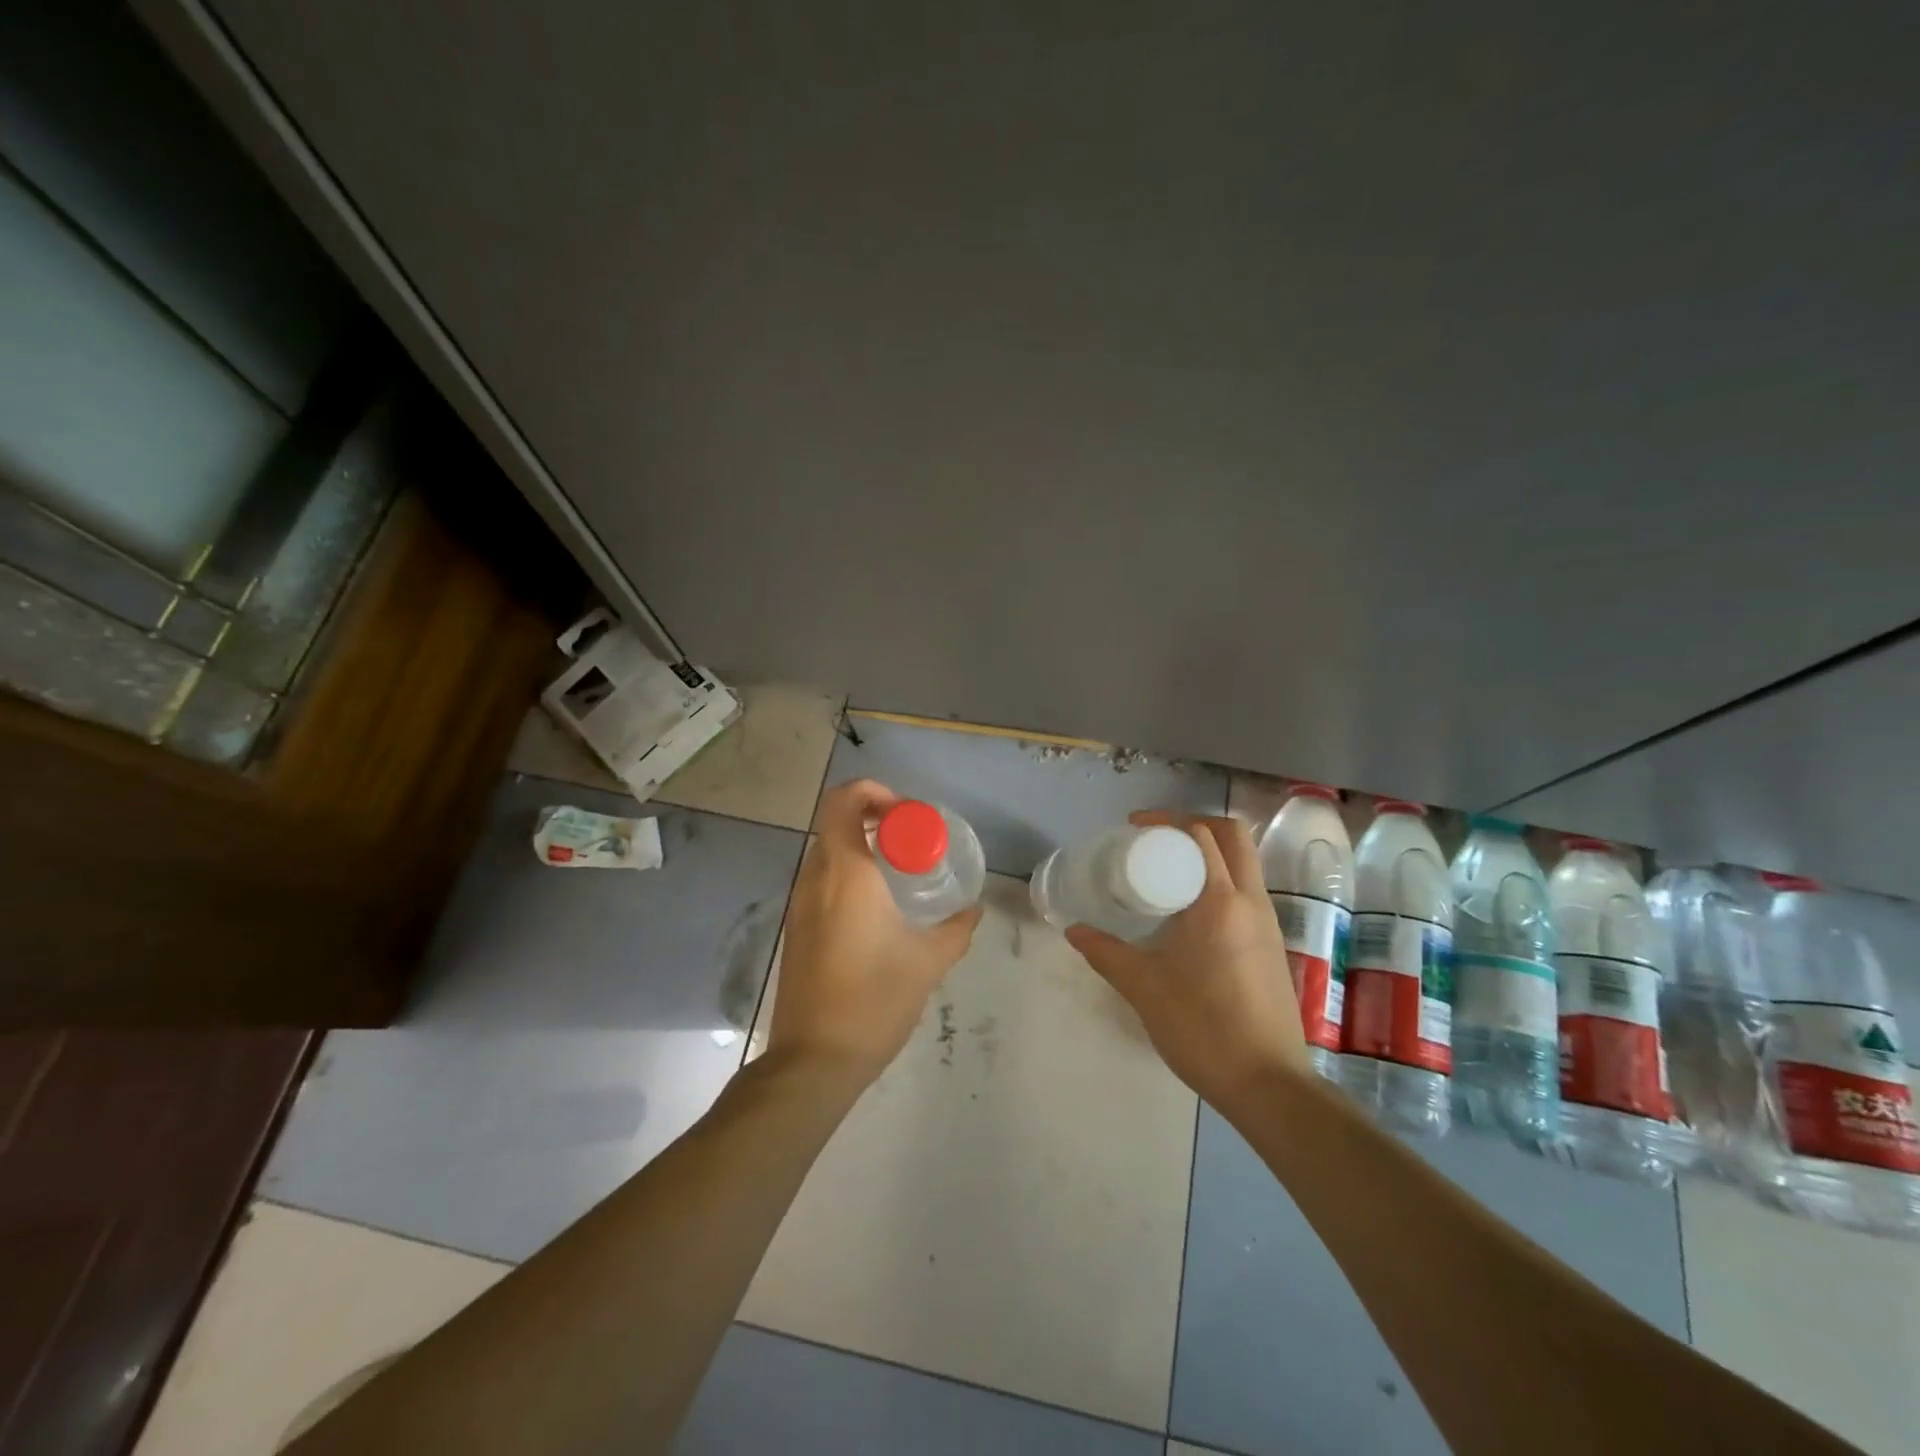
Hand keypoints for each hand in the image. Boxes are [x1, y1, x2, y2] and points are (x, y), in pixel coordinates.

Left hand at [766, 779, 981, 1087]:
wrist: (814, 1059)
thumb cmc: (873, 1000)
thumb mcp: (927, 962)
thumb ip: (956, 929)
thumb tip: (974, 910)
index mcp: (846, 873)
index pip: (844, 801)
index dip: (873, 791)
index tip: (906, 814)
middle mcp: (815, 878)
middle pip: (834, 821)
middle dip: (872, 817)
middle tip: (910, 838)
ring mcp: (799, 904)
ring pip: (826, 851)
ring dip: (859, 846)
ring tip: (899, 870)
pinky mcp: (796, 928)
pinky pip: (820, 880)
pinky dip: (847, 873)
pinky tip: (876, 907)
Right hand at [1066, 812, 1309, 1110]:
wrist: (1268, 1084)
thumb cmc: (1203, 1028)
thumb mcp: (1144, 987)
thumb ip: (1106, 953)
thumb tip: (1074, 930)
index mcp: (1222, 901)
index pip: (1204, 835)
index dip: (1169, 820)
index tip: (1136, 827)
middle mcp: (1252, 902)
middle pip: (1234, 837)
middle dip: (1195, 826)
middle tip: (1156, 839)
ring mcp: (1269, 924)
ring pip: (1245, 864)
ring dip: (1210, 853)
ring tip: (1167, 871)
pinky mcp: (1272, 946)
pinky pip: (1246, 892)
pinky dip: (1219, 881)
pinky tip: (1188, 912)